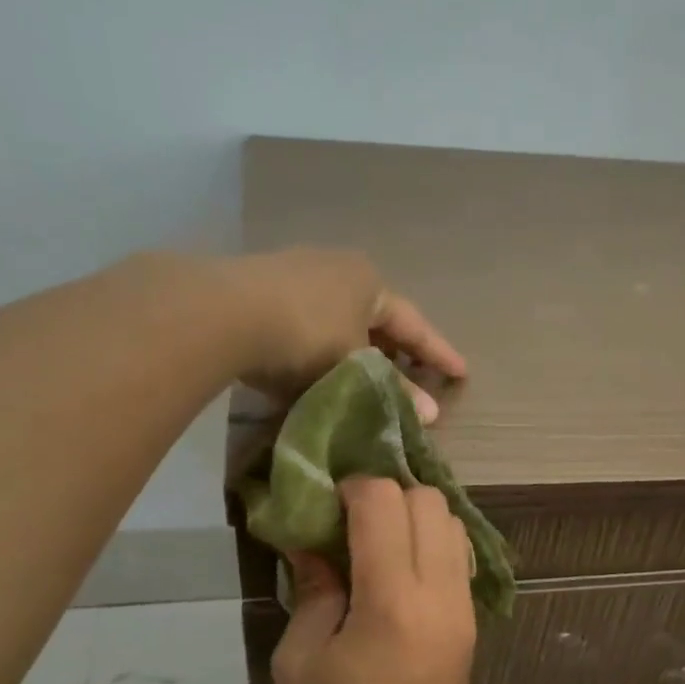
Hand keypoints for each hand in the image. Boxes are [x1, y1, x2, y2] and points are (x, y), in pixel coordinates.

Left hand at [224, 248, 465, 421]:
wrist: (223, 314)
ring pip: (340, 319)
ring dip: (356, 350)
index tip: (461, 373)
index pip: (413, 324)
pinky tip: (318, 370)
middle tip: (411, 378)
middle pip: (376, 317)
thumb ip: (393, 391)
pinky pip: (307, 323)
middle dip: (394, 350)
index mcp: (369, 281)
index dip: (438, 352)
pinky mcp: (260, 289)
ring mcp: (296, 273)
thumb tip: (431, 415)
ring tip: (366, 380)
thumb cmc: (306, 336)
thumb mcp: (355, 369)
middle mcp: (337, 268)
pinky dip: (322, 348)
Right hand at [271, 478, 476, 683]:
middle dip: (386, 496)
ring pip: (452, 522)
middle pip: (428, 500)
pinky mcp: (471, 622)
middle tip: (349, 523)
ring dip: (413, 517)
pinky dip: (430, 543)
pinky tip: (397, 570)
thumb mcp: (300, 661)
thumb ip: (313, 590)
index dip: (351, 489)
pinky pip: (458, 556)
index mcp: (393, 600)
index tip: (325, 507)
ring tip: (374, 544)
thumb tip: (313, 544)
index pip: (385, 502)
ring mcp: (463, 607)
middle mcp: (440, 592)